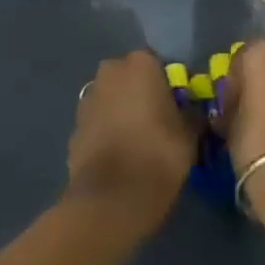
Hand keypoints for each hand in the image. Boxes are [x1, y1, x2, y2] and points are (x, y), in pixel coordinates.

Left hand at [66, 50, 197, 230]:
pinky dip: (107, 133)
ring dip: (122, 112)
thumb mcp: (190, 135)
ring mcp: (88, 99)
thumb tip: (191, 112)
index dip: (170, 86)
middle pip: (131, 78)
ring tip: (138, 143)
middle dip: (142, 94)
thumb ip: (191, 114)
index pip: (159, 64)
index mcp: (140, 63)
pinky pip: (98, 123)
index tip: (178, 108)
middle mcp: (110, 71)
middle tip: (159, 123)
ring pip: (112, 99)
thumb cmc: (157, 156)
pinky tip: (119, 158)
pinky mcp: (74, 127)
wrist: (110, 200)